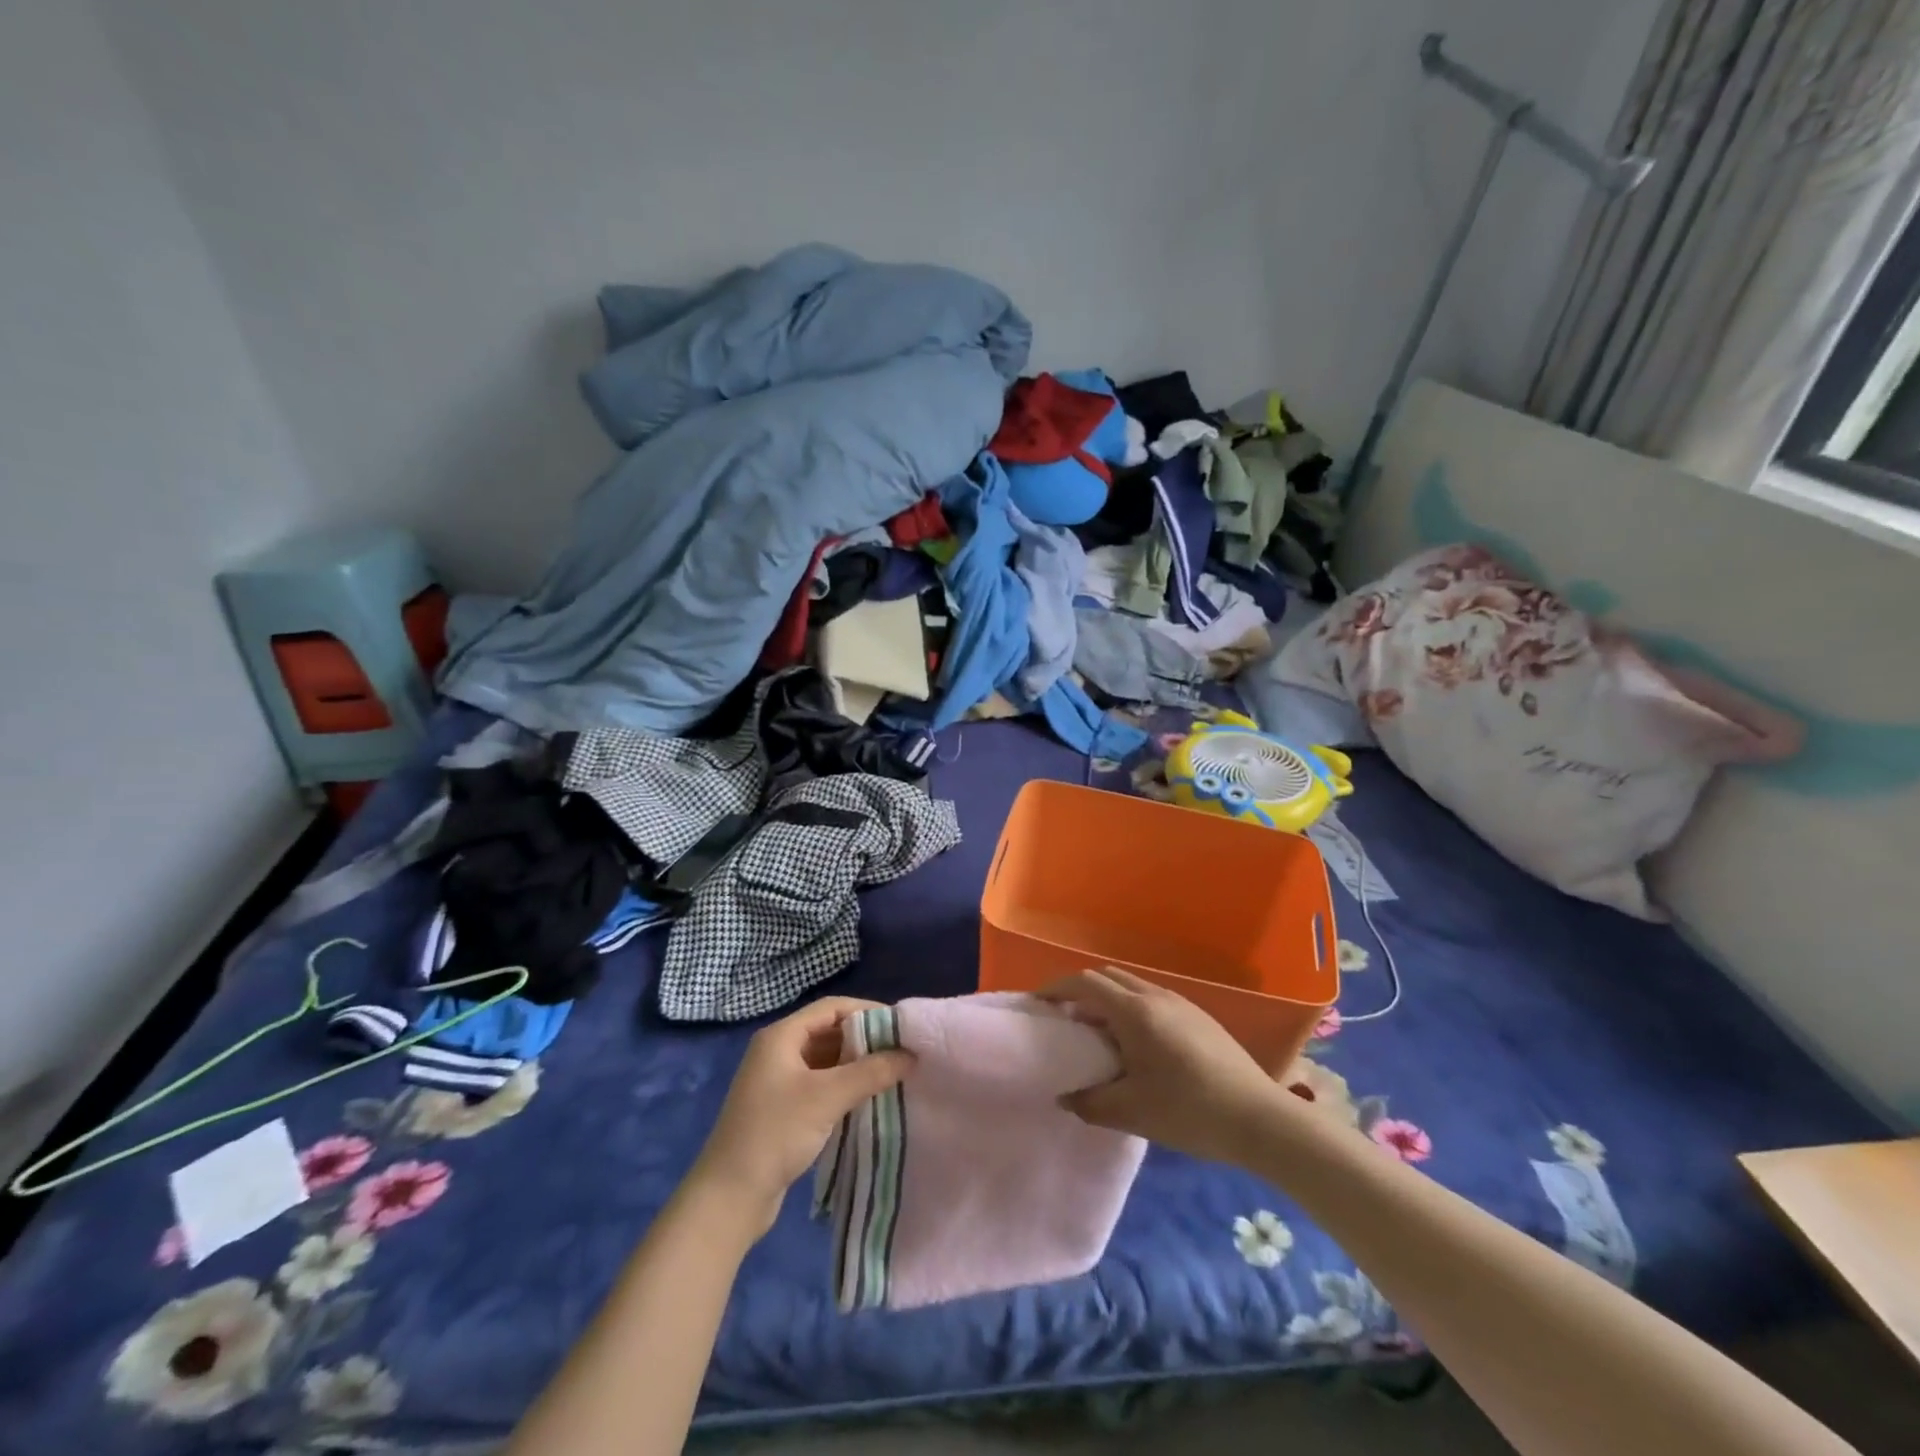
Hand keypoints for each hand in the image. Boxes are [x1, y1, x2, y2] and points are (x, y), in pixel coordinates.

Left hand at [688, 998, 912, 1237]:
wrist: (729, 1197)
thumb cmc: (776, 1133)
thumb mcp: (827, 1097)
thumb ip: (871, 1072)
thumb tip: (911, 1054)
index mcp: (781, 1036)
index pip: (832, 1007)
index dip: (867, 1011)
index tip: (900, 1026)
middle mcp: (778, 1051)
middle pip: (829, 1031)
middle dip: (865, 1039)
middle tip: (901, 1051)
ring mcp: (778, 1081)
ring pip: (826, 1060)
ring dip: (856, 1065)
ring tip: (892, 1073)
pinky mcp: (782, 1109)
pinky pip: (820, 1085)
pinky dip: (844, 1086)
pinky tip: (868, 1098)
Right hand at [1038, 968, 1287, 1163]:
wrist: (1260, 1119)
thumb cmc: (1189, 1110)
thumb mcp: (1131, 1112)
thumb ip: (1089, 1103)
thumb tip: (1065, 1096)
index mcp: (1134, 1011)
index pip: (1084, 982)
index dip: (1056, 989)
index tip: (1038, 1005)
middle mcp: (1155, 996)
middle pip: (1107, 977)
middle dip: (1080, 991)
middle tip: (1063, 1020)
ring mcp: (1181, 1003)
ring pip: (1131, 987)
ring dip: (1107, 1000)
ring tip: (1096, 1034)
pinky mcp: (1199, 1017)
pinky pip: (1152, 999)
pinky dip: (1130, 1009)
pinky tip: (1136, 1046)